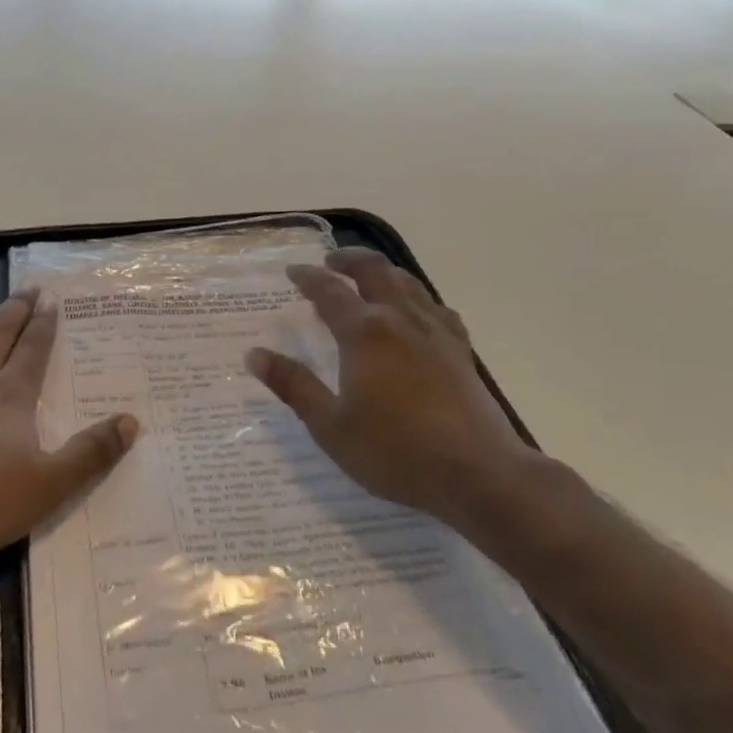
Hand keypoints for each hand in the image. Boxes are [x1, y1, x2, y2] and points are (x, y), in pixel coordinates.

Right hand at [247, 248, 538, 529]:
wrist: (478, 473)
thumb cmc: (395, 451)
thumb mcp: (331, 426)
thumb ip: (293, 386)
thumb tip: (254, 355)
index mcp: (364, 333)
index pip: (329, 291)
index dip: (308, 278)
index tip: (293, 271)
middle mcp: (399, 319)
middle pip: (373, 270)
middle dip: (348, 260)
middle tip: (330, 262)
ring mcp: (435, 331)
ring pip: (407, 282)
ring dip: (382, 271)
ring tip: (368, 277)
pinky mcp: (460, 349)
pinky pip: (435, 306)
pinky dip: (416, 297)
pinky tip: (416, 312)